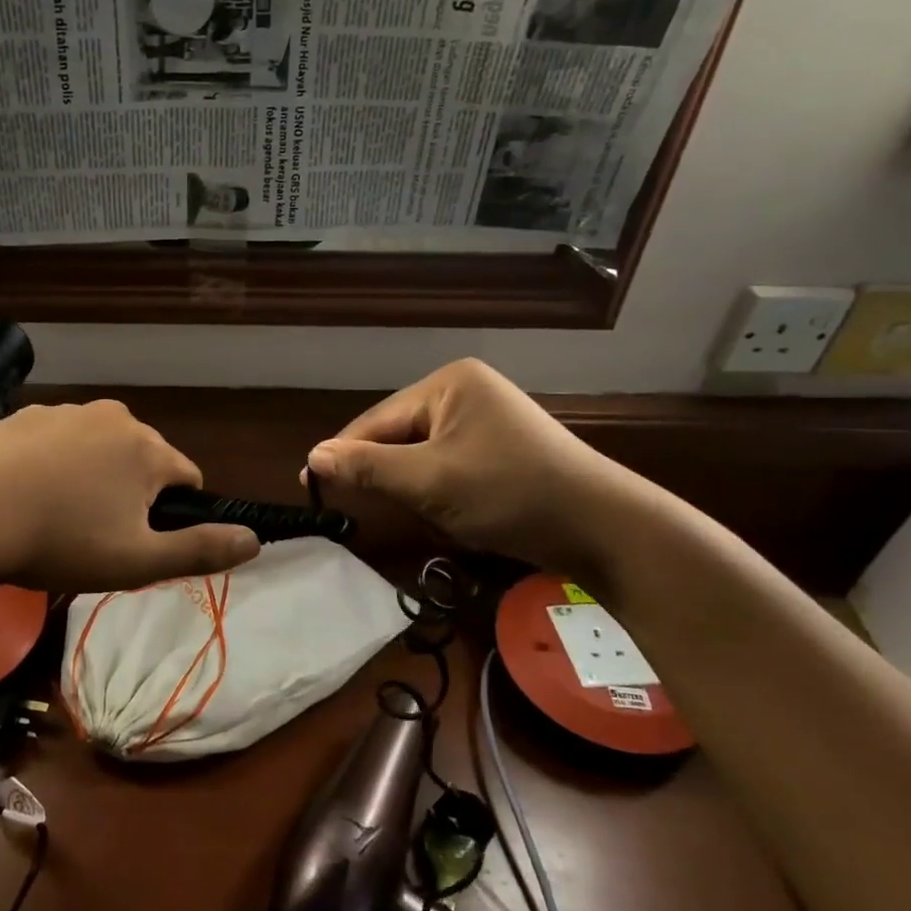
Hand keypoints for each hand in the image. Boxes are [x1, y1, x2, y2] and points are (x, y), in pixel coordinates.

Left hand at [0, 400, 260, 591]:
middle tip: (96, 534)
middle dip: (131, 492)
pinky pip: (57, 440)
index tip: (141, 540)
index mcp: (147, 449)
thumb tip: (255, 540)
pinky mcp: (25, 415)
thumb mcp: (137, 560)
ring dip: (92, 476)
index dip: (173, 513)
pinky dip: (54, 463)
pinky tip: (26, 493)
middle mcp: (114, 417)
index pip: (187, 476)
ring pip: (99, 448)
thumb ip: (199, 549)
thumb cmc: (60, 541)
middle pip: (142, 458)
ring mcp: (66, 411)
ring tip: (56, 516)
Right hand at [304, 359, 632, 572]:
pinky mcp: (499, 450)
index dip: (344, 454)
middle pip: (399, 435)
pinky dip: (436, 491)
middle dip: (383, 474)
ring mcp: (485, 421)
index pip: (378, 419)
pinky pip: (447, 466)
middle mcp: (465, 392)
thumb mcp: (430, 481)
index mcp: (449, 383)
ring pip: (421, 455)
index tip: (309, 485)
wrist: (602, 528)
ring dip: (409, 487)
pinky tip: (438, 513)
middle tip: (349, 507)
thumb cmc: (510, 492)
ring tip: (396, 513)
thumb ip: (368, 467)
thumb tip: (312, 456)